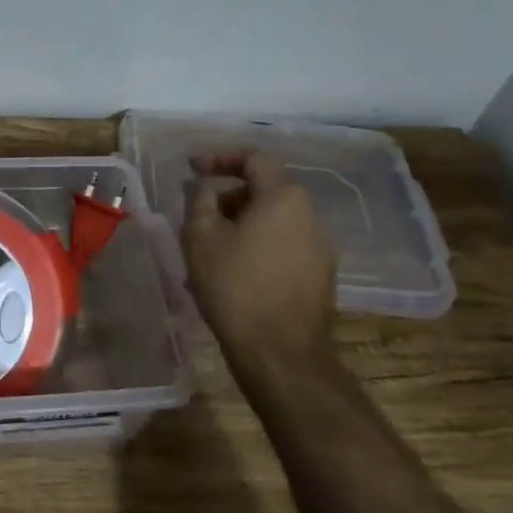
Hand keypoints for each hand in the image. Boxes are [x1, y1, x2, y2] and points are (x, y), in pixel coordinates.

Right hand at [182, 152, 336, 364]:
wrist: (280, 354)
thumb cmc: (235, 285)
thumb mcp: (201, 236)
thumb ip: (199, 199)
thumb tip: (203, 185)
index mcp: (284, 197)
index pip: (254, 159)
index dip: (219, 158)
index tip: (192, 169)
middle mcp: (310, 216)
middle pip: (265, 190)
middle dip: (228, 197)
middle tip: (199, 218)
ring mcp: (320, 249)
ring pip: (273, 221)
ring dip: (241, 226)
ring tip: (210, 252)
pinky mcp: (320, 278)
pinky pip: (282, 247)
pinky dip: (257, 248)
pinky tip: (233, 276)